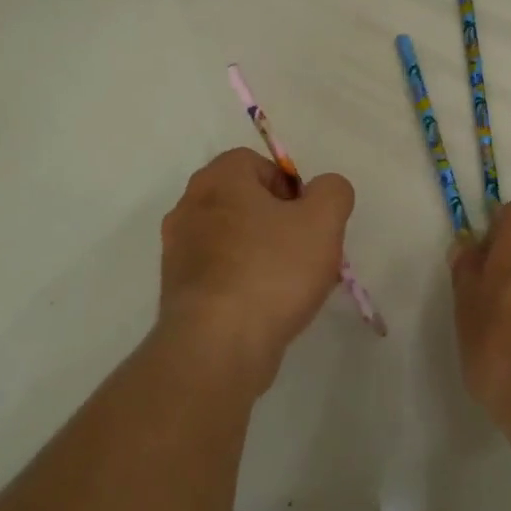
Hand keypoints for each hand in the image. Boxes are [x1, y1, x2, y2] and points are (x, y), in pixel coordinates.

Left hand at [157, 147, 355, 393]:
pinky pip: (221, 272)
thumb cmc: (272, 271)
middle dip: (281, 224)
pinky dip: (244, 282)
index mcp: (218, 179)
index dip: (292, 189)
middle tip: (306, 254)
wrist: (217, 346)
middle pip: (247, 202)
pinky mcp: (177, 289)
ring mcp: (178, 250)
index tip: (309, 223)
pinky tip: (266, 307)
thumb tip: (324, 190)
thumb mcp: (323, 221)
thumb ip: (333, 192)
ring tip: (291, 287)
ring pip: (234, 239)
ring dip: (264, 254)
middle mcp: (189, 206)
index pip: (260, 165)